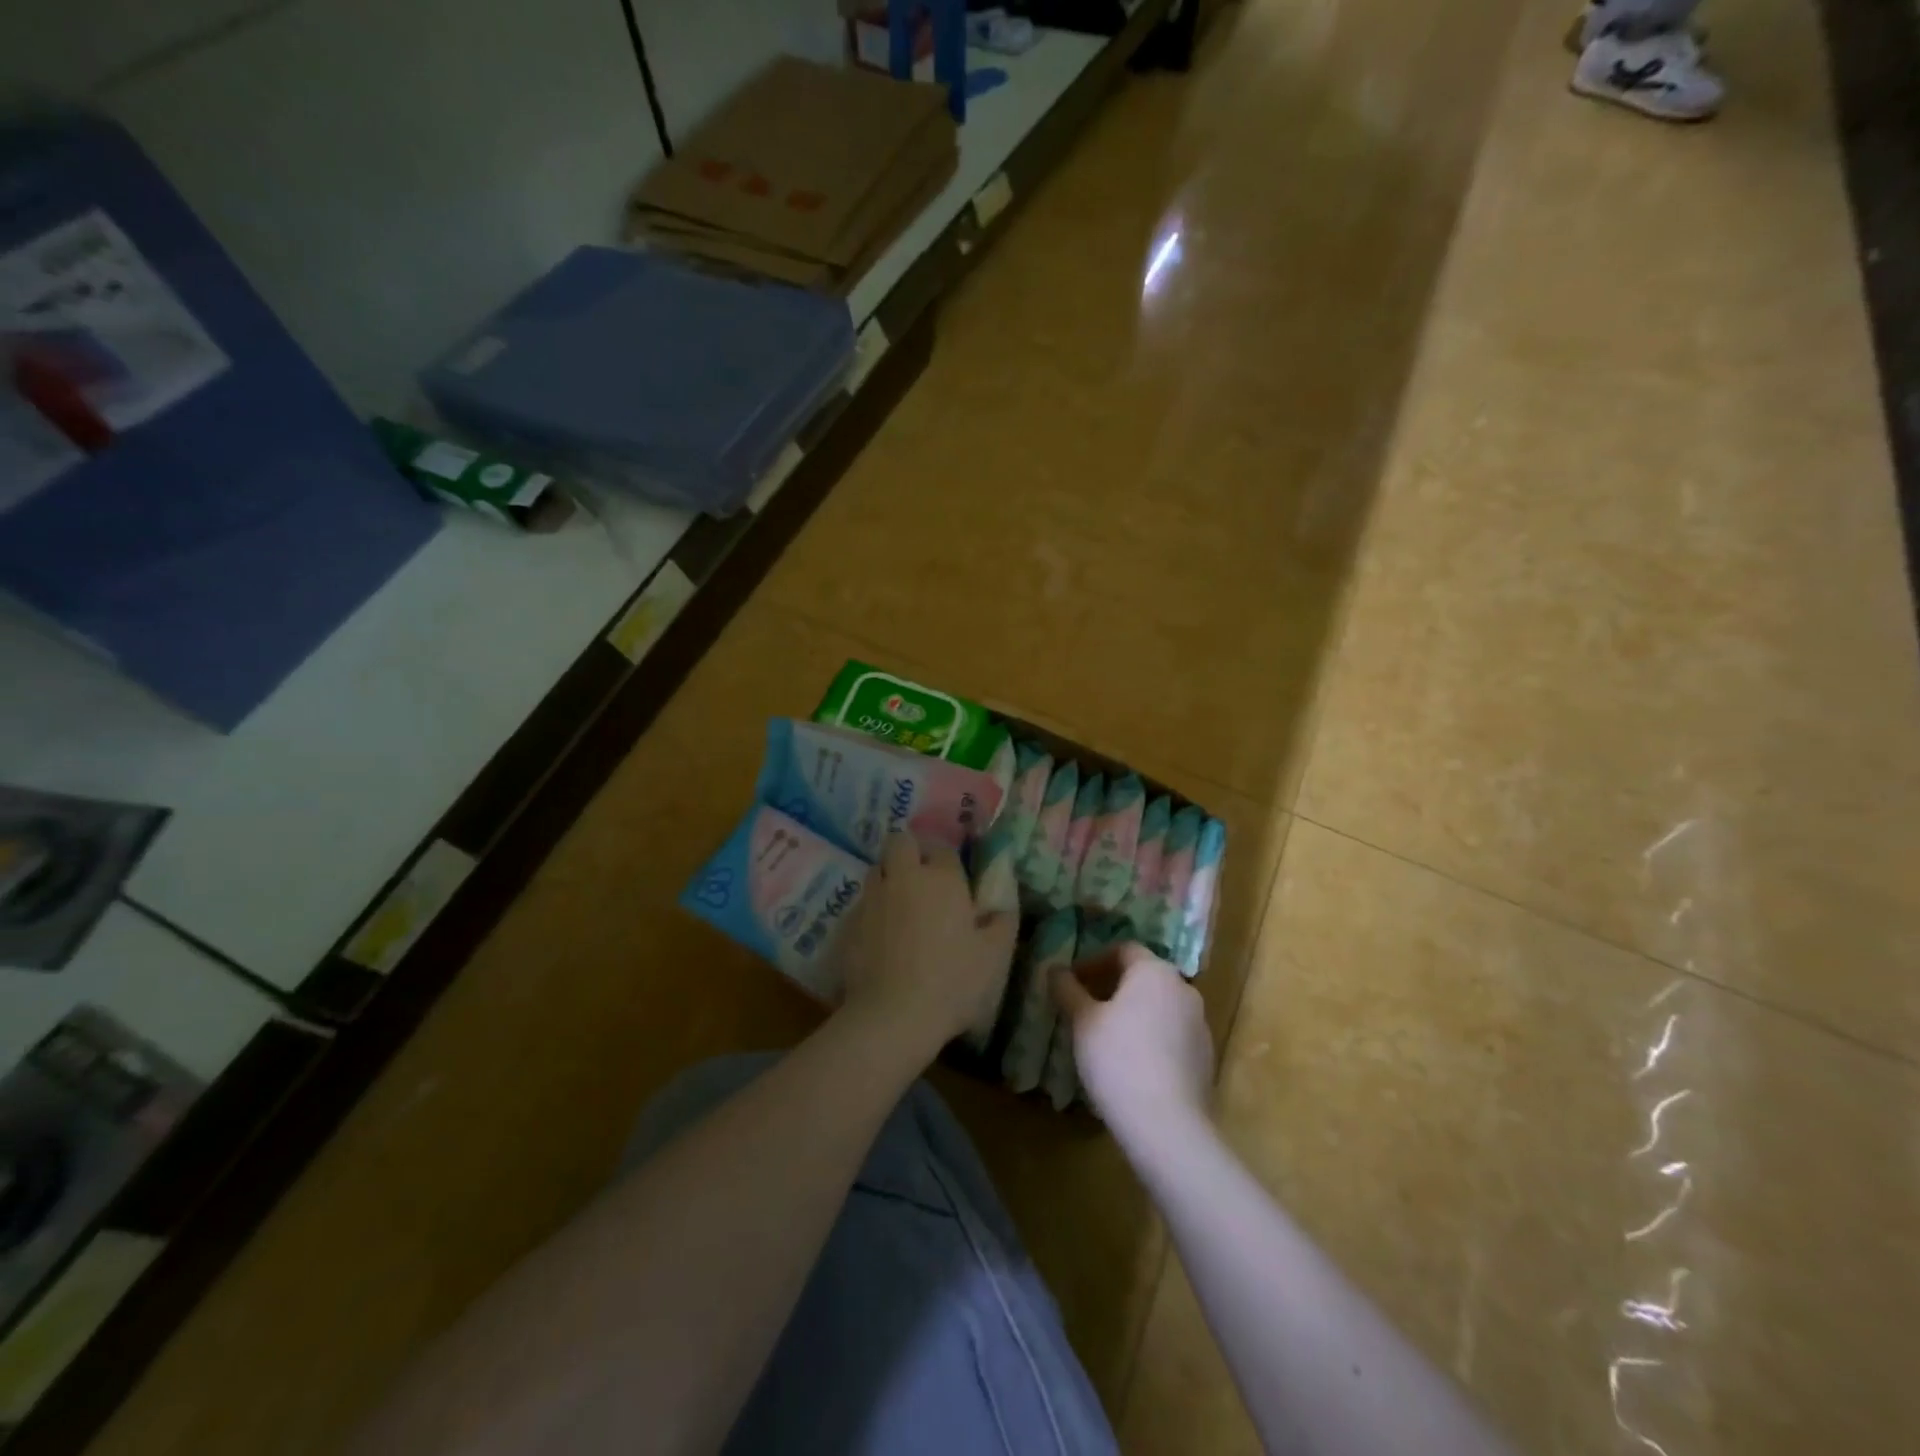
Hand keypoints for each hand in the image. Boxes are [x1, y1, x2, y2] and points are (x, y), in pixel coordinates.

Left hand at [838, 834, 1017, 1057]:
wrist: (892, 1016)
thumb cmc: (951, 982)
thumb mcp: (994, 957)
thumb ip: (1002, 923)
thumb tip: (1002, 907)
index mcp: (942, 879)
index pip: (942, 849)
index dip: (947, 862)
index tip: (954, 882)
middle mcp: (904, 878)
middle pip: (900, 842)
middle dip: (909, 852)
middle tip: (922, 880)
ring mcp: (872, 898)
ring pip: (877, 869)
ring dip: (889, 878)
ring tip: (900, 906)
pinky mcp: (848, 923)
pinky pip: (861, 903)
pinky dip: (871, 910)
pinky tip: (880, 936)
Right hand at [1053, 943, 1213, 1146]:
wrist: (1168, 1125)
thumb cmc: (1118, 1059)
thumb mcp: (1082, 1022)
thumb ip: (1068, 990)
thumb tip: (1055, 970)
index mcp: (1154, 971)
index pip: (1123, 950)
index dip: (1093, 962)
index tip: (1072, 983)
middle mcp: (1183, 988)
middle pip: (1143, 977)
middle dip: (1113, 987)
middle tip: (1084, 1008)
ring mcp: (1200, 1024)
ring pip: (1159, 1007)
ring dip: (1132, 1013)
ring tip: (1104, 1038)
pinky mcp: (1205, 1057)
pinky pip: (1172, 1035)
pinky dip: (1150, 1038)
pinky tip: (1131, 1064)